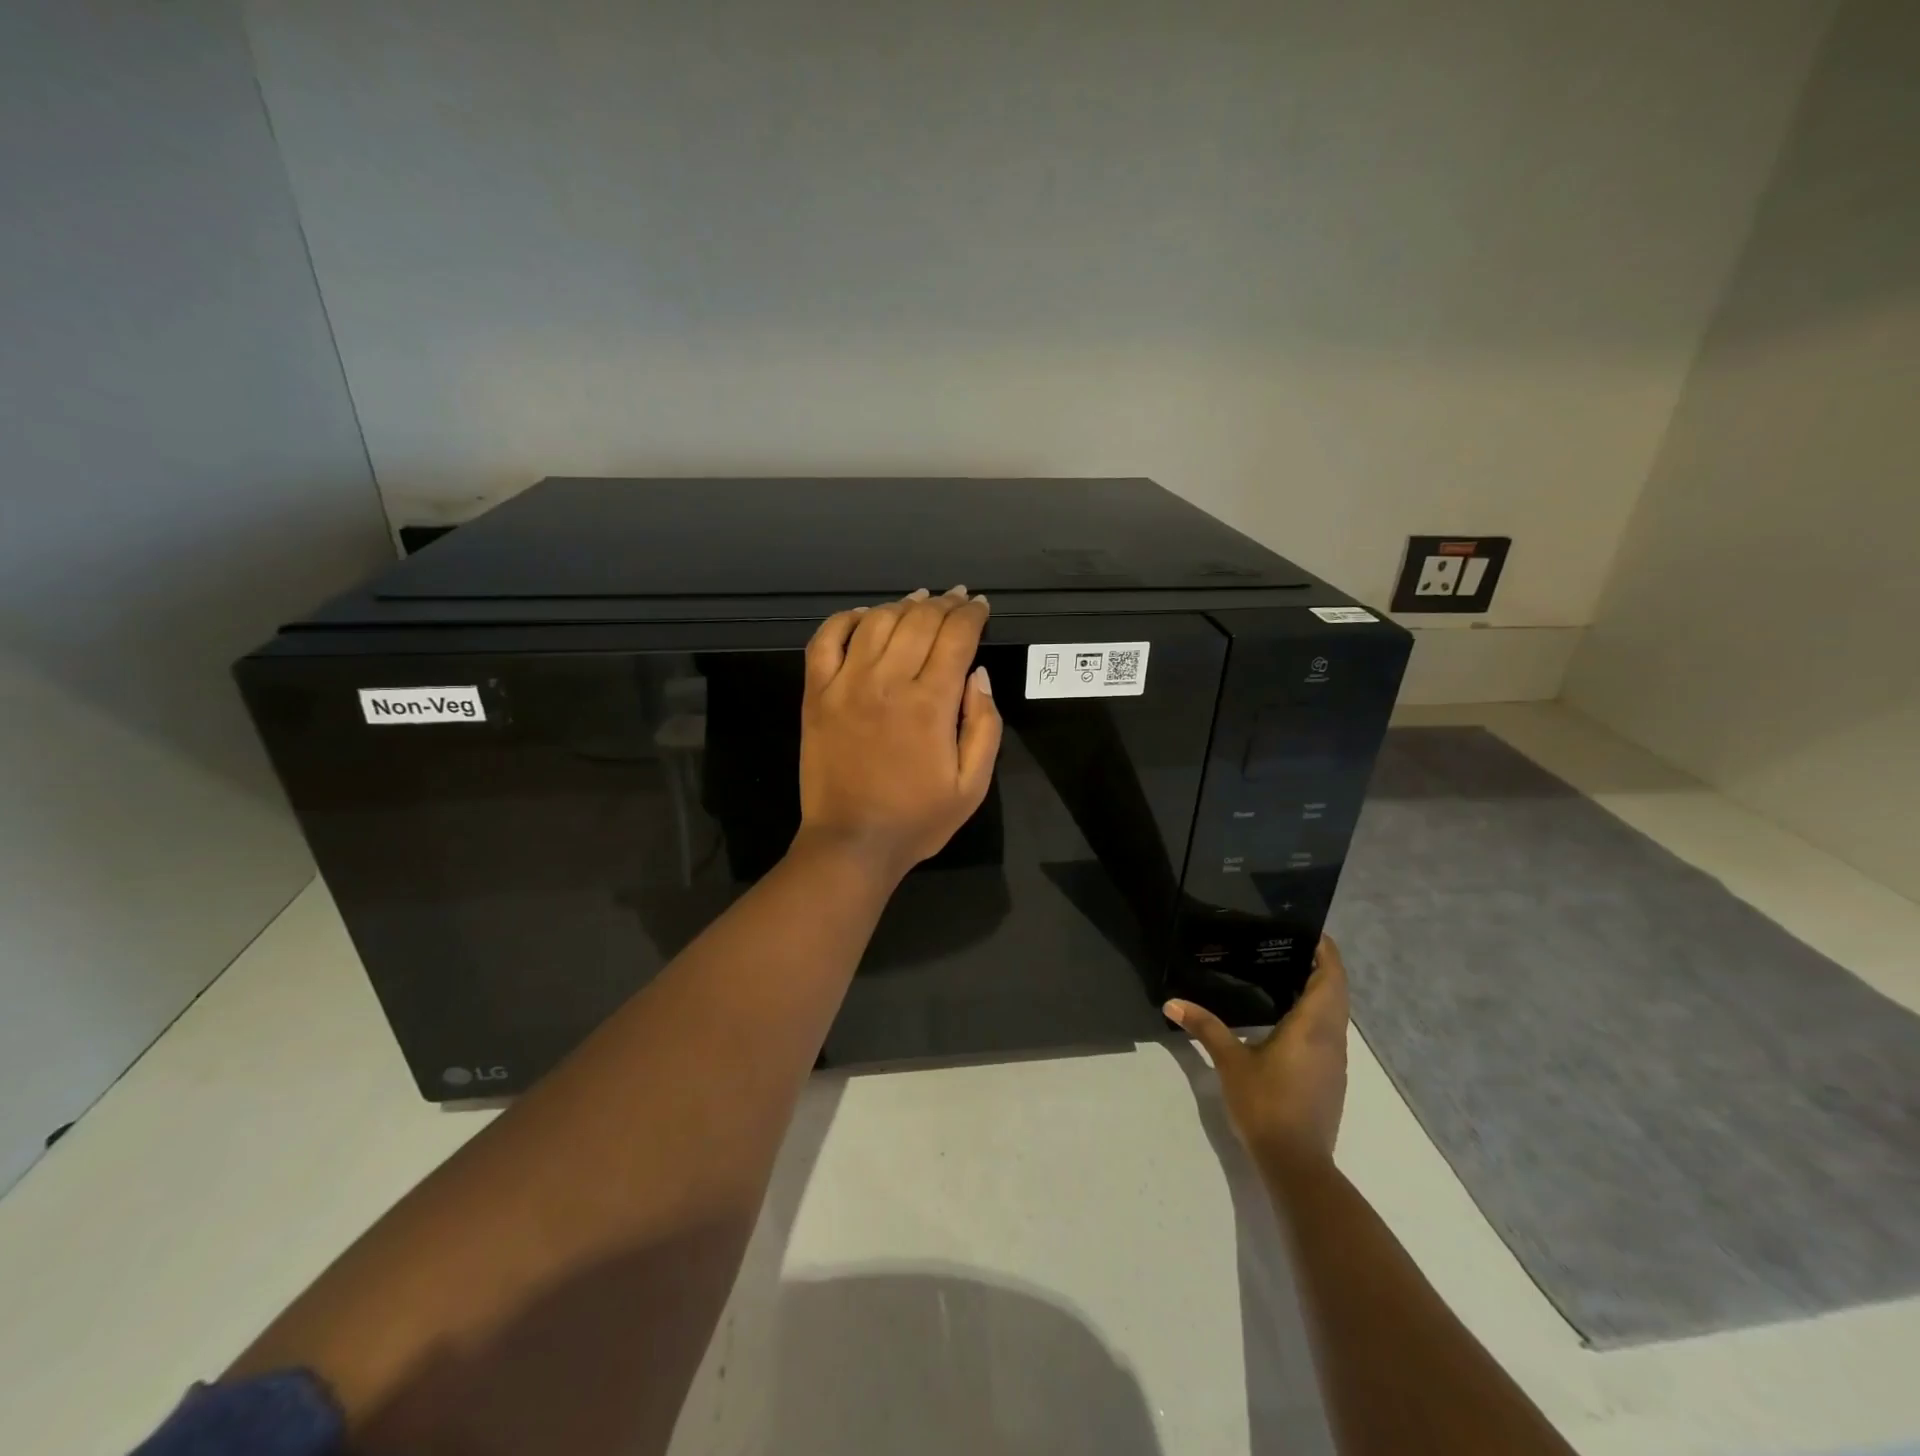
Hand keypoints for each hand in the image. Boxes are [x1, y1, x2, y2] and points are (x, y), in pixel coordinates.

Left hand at [796, 586, 1002, 881]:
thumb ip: (984, 725)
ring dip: (902, 604)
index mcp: (930, 703)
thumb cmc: (918, 818)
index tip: (980, 605)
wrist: (852, 842)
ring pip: (877, 622)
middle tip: (957, 598)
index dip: (972, 614)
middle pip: (919, 621)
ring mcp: (845, 684)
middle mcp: (887, 681)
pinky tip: (864, 615)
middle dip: (945, 603)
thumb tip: (978, 673)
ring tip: (919, 599)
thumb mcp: (972, 785)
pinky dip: (845, 619)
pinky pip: (825, 640)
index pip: (956, 637)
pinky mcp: (816, 694)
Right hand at [1165, 936, 1349, 1164]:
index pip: (1331, 977)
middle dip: (1319, 967)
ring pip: (1335, 1014)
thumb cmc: (1266, 1104)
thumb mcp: (1230, 1062)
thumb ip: (1204, 1027)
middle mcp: (1332, 1038)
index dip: (1325, 951)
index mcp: (1313, 1026)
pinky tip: (1285, 1019)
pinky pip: (1329, 1033)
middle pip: (1336, 992)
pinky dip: (1315, 1015)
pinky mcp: (1331, 1079)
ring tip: (1283, 975)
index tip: (1308, 932)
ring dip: (1319, 992)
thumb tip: (1172, 1003)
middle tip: (1286, 948)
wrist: (1297, 1165)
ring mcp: (1335, 1061)